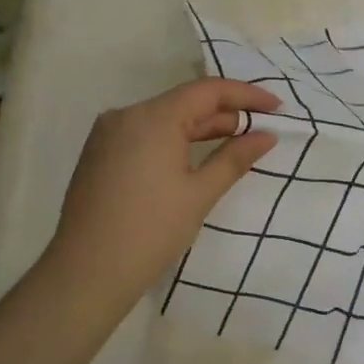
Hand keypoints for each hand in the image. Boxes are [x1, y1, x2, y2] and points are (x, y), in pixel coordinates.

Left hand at [43, 77, 279, 306]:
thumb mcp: (200, 194)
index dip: (246, 95)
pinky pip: (144, 133)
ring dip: (199, 127)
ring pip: (163, 118)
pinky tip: (192, 156)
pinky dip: (172, 139)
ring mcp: (108, 133)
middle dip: (224, 113)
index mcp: (153, 117)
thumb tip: (266, 135)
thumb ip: (235, 158)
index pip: (207, 90)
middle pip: (184, 102)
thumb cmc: (151, 232)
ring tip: (233, 142)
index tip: (277, 107)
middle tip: (260, 129)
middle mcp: (126, 114)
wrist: (86, 273)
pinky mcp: (99, 153)